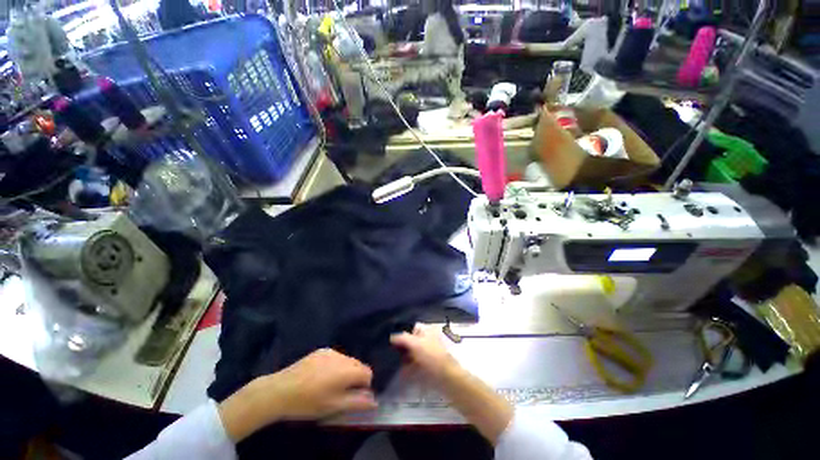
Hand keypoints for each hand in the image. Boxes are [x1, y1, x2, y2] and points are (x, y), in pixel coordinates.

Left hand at [265, 348, 377, 419]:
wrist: (281, 390)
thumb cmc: (309, 402)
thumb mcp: (334, 407)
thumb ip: (357, 402)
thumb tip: (374, 400)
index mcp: (348, 370)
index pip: (367, 373)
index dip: (365, 385)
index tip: (354, 396)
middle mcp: (342, 356)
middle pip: (358, 364)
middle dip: (355, 377)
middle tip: (342, 393)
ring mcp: (331, 351)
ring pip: (347, 360)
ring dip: (345, 371)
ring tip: (330, 385)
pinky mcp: (321, 350)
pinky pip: (335, 357)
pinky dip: (335, 365)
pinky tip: (321, 376)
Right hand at [392, 324, 512, 444]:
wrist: (448, 379)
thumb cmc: (432, 356)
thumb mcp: (415, 343)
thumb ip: (402, 338)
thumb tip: (391, 336)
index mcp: (428, 330)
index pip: (412, 328)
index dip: (402, 333)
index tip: (391, 341)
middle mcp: (429, 339)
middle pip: (412, 341)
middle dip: (402, 347)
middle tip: (389, 353)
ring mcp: (429, 353)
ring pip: (413, 353)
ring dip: (404, 358)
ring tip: (392, 364)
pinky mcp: (429, 366)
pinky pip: (416, 365)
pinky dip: (408, 368)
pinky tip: (400, 373)